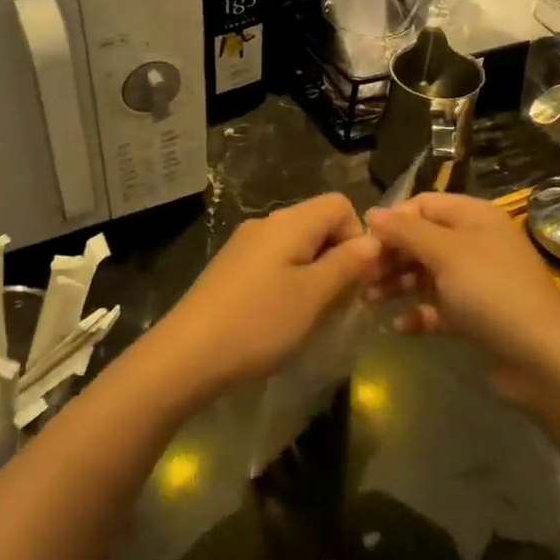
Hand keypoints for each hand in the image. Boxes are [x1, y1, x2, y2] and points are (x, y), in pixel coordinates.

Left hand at [151, 193, 380, 400]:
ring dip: (314, 273)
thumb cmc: (259, 322)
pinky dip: (289, 282)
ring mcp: (244, 246)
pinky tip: (281, 316)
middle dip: (338, 257)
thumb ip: (346, 264)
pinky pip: (273, 263)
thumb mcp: (313, 295)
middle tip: (339, 301)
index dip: (357, 236)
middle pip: (317, 223)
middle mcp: (265, 224)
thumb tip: (372, 241)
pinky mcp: (230, 269)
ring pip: (296, 246)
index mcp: (289, 222)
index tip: (356, 277)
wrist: (187, 355)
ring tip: (311, 313)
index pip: (340, 204)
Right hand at [367, 192, 559, 401]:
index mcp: (474, 217)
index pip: (423, 204)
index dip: (393, 220)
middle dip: (390, 255)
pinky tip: (401, 326)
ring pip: (425, 273)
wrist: (542, 358)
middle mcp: (475, 242)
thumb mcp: (446, 253)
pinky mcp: (474, 315)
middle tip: (361, 275)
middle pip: (421, 239)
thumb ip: (405, 231)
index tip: (363, 243)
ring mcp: (476, 280)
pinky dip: (418, 312)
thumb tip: (371, 214)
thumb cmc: (492, 292)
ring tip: (370, 301)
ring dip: (396, 284)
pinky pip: (437, 306)